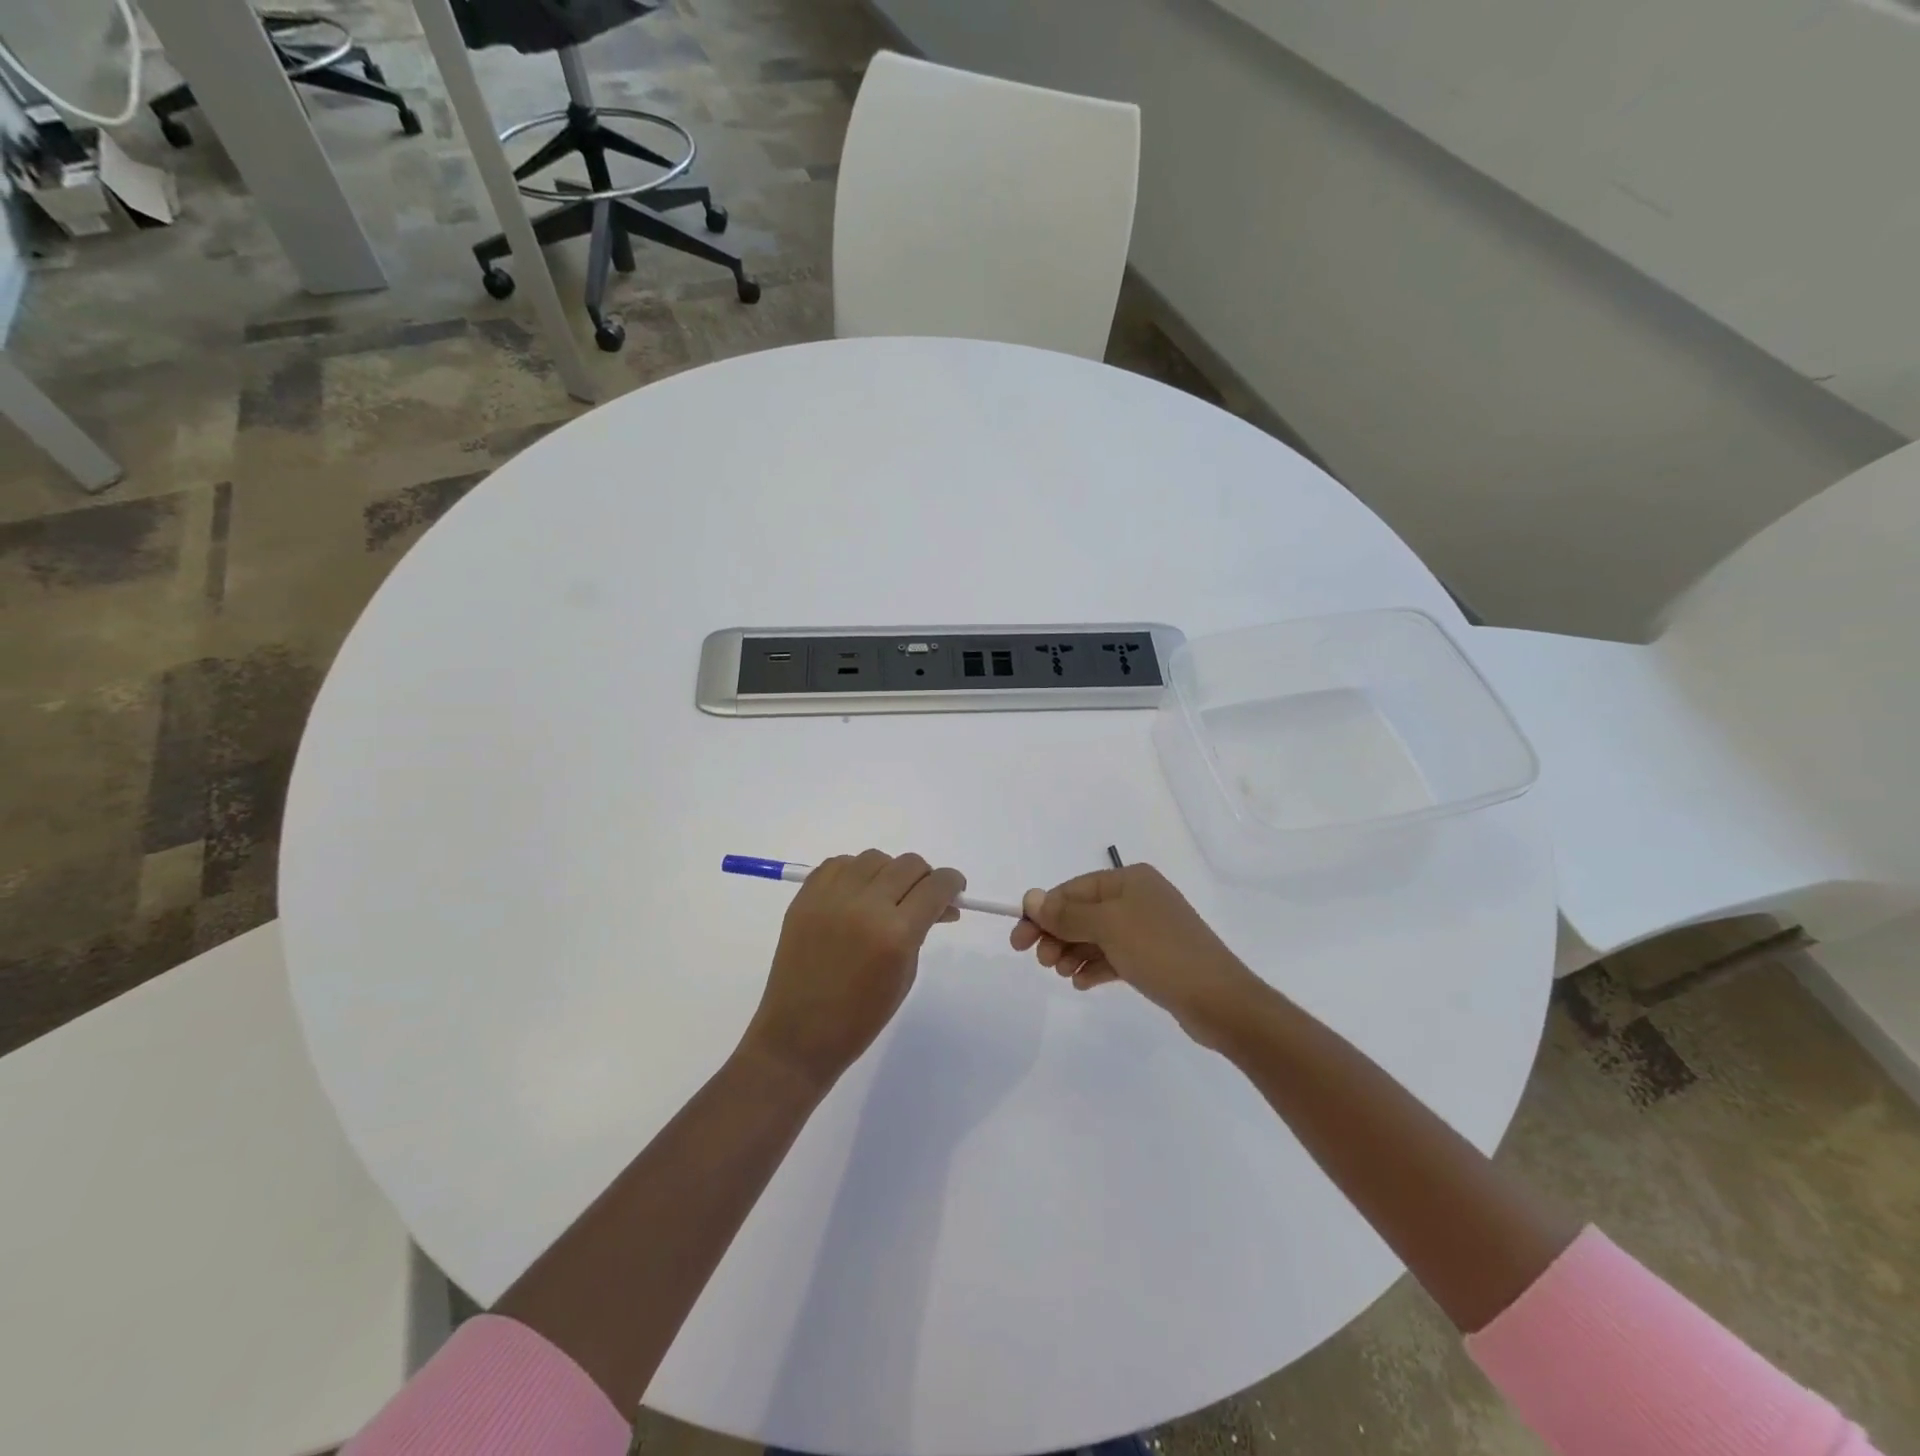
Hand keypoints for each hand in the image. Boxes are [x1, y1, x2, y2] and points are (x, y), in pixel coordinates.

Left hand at [740, 850, 965, 1091]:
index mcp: (896, 933)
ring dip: (888, 872)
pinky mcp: (805, 896)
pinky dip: (854, 873)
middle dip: (924, 878)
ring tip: (884, 897)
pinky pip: (839, 863)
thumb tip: (939, 904)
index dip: (952, 884)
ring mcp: (831, 897)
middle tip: (921, 899)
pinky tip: (856, 895)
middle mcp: (865, 905)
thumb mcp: (905, 974)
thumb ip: (921, 931)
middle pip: (909, 864)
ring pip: (875, 858)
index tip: (954, 891)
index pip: (937, 886)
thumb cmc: (861, 1017)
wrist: (798, 1034)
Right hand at [1010, 864, 1262, 1049]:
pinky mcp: (1154, 958)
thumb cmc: (1160, 952)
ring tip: (1061, 973)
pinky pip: (1112, 956)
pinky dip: (1094, 966)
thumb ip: (1066, 914)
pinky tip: (1082, 982)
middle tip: (1041, 961)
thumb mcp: (1108, 928)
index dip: (1042, 912)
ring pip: (1095, 936)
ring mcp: (1147, 929)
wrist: (1220, 1001)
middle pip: (1082, 912)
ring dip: (1072, 952)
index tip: (1018, 941)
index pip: (1073, 890)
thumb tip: (1031, 898)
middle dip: (1057, 934)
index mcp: (1129, 880)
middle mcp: (1138, 898)